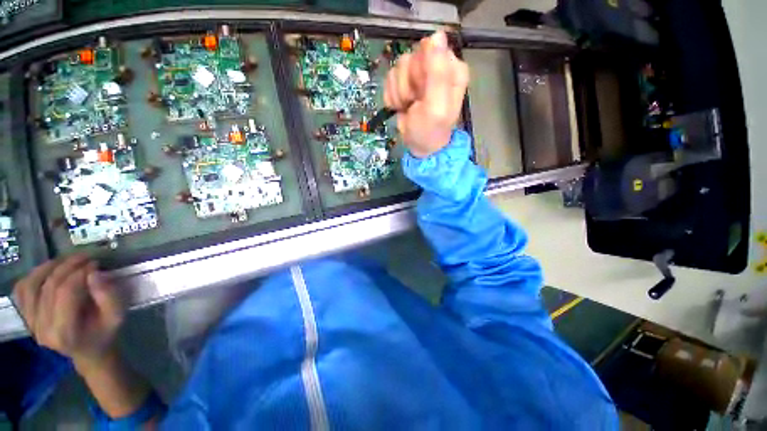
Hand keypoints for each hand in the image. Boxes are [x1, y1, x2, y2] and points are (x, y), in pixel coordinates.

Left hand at [13, 255, 123, 371]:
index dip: (80, 273)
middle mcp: (42, 329)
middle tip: (85, 257)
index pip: (67, 293)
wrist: (88, 351)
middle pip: (49, 287)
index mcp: (64, 333)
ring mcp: (31, 323)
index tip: (96, 263)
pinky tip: (48, 270)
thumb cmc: (105, 333)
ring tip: (67, 260)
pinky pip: (22, 291)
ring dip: (49, 267)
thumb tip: (95, 273)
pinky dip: (33, 276)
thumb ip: (109, 297)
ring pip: (32, 285)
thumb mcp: (117, 317)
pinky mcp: (27, 317)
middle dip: (68, 266)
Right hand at [383, 31, 469, 157]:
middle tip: (414, 102)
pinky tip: (401, 107)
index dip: (420, 71)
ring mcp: (419, 75)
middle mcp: (436, 67)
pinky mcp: (405, 83)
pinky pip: (390, 78)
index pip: (429, 49)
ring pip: (398, 68)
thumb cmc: (431, 130)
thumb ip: (438, 72)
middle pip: (411, 57)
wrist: (420, 147)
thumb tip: (437, 35)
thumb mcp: (437, 105)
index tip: (421, 92)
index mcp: (452, 69)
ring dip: (399, 92)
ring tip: (408, 106)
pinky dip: (393, 96)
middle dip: (408, 84)